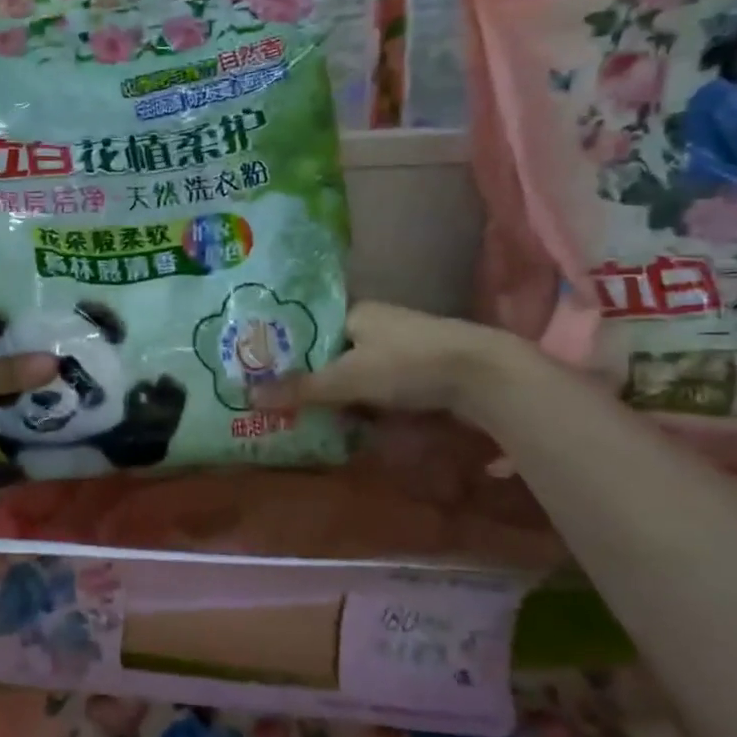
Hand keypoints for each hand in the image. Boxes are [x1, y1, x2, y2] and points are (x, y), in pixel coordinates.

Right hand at [248, 301, 516, 415]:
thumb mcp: (348, 378)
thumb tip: (249, 395)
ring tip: (311, 418)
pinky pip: (381, 389)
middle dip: (312, 379)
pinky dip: (367, 405)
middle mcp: (377, 325)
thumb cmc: (408, 364)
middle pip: (332, 353)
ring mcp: (402, 349)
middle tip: (283, 403)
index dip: (287, 350)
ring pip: (358, 373)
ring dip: (341, 396)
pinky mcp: (422, 373)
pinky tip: (353, 423)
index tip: (265, 374)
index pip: (309, 328)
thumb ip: (301, 388)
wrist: (486, 377)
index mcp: (356, 312)